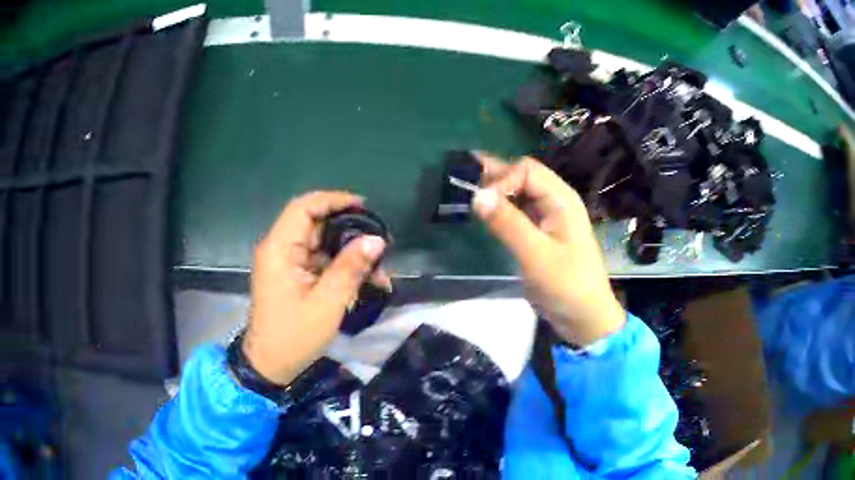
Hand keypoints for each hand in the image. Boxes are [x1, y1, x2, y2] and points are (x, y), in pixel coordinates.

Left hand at [243, 191, 388, 384]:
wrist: (270, 366)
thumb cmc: (294, 336)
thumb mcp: (327, 303)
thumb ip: (350, 268)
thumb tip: (377, 240)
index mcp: (279, 249)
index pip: (304, 207)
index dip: (333, 200)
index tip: (364, 206)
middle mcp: (279, 250)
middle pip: (315, 224)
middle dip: (348, 231)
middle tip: (379, 243)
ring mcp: (285, 264)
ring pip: (321, 245)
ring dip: (348, 254)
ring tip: (378, 271)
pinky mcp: (292, 277)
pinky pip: (319, 262)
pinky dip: (341, 268)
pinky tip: (364, 282)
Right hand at [472, 155, 624, 344]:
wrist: (585, 318)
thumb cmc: (566, 285)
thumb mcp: (536, 255)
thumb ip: (507, 223)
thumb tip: (476, 194)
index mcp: (561, 199)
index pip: (526, 170)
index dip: (501, 179)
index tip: (480, 201)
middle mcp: (556, 201)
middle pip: (523, 176)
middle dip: (495, 178)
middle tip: (463, 182)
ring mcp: (549, 218)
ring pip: (519, 194)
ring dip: (497, 192)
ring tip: (467, 193)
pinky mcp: (542, 234)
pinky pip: (520, 212)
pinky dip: (502, 209)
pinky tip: (485, 213)